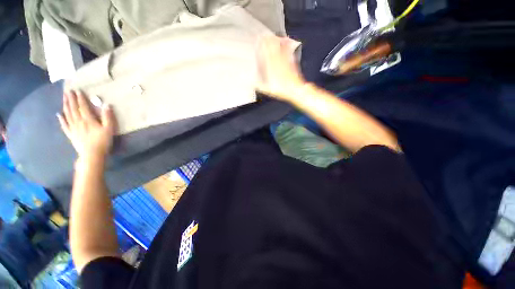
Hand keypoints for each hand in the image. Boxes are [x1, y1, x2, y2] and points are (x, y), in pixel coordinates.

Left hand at [57, 91, 115, 158]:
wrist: (92, 154)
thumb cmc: (102, 141)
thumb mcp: (109, 129)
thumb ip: (107, 117)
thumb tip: (107, 105)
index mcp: (88, 119)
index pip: (83, 106)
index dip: (80, 98)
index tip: (77, 90)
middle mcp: (78, 121)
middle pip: (73, 109)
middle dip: (70, 99)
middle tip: (67, 91)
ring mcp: (73, 128)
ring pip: (67, 114)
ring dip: (65, 105)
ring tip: (64, 98)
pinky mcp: (71, 134)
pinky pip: (64, 125)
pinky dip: (61, 119)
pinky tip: (59, 114)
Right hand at [256, 36, 305, 101]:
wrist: (295, 89)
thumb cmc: (281, 90)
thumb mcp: (268, 90)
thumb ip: (259, 85)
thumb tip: (251, 82)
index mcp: (271, 68)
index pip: (265, 54)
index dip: (262, 46)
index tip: (259, 40)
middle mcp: (278, 62)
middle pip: (272, 49)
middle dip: (268, 41)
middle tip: (264, 34)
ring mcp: (285, 61)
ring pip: (279, 48)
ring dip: (275, 41)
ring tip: (272, 35)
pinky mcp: (291, 62)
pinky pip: (288, 51)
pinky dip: (286, 45)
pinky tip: (285, 40)